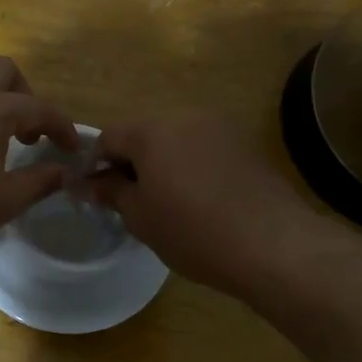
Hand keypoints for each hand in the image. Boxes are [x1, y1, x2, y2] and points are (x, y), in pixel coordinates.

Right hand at [86, 114, 319, 297]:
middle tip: (130, 199)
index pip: (108, 137)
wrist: (273, 244)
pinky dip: (193, 166)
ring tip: (168, 200)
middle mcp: (185, 116)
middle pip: (144, 133)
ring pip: (177, 139)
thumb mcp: (140, 217)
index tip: (94, 191)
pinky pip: (205, 148)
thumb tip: (87, 183)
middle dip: (131, 161)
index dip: (94, 163)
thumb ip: (111, 192)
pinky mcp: (246, 144)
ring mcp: (220, 127)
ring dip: (164, 162)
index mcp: (151, 131)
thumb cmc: (193, 232)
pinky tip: (200, 199)